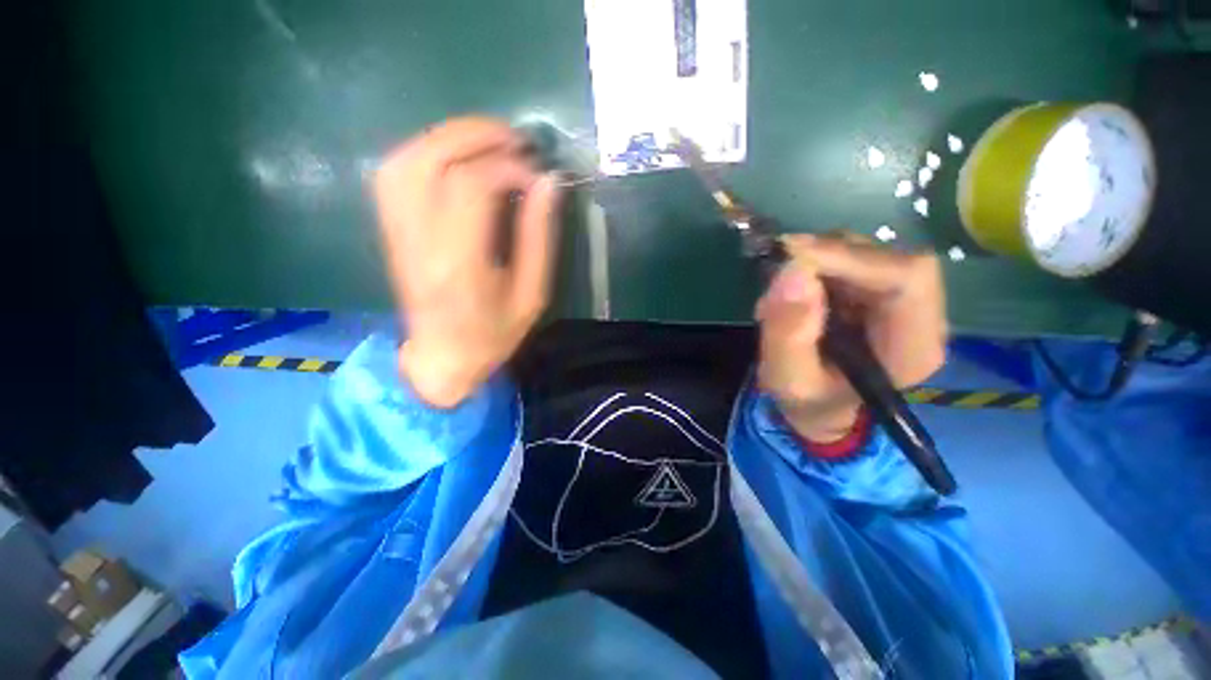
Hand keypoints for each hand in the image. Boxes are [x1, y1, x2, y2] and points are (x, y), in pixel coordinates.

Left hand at [373, 117, 561, 407]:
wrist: (443, 357)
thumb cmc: (495, 334)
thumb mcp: (532, 294)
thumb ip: (539, 237)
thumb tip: (548, 183)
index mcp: (460, 264)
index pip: (471, 186)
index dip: (508, 167)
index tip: (538, 175)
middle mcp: (419, 240)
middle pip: (432, 159)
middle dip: (478, 135)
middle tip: (517, 140)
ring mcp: (397, 231)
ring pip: (407, 157)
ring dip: (449, 137)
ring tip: (489, 141)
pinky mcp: (391, 229)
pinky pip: (395, 171)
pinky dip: (426, 150)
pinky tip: (456, 157)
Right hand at [756, 235, 946, 441]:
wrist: (819, 406)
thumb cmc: (808, 400)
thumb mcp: (787, 378)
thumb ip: (788, 333)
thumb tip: (792, 270)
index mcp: (913, 348)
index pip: (907, 279)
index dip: (850, 258)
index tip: (792, 259)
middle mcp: (921, 316)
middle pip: (889, 258)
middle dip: (827, 256)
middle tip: (777, 268)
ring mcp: (902, 300)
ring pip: (867, 252)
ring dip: (817, 261)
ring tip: (781, 293)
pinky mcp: (879, 290)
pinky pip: (851, 258)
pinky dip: (815, 264)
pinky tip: (793, 291)